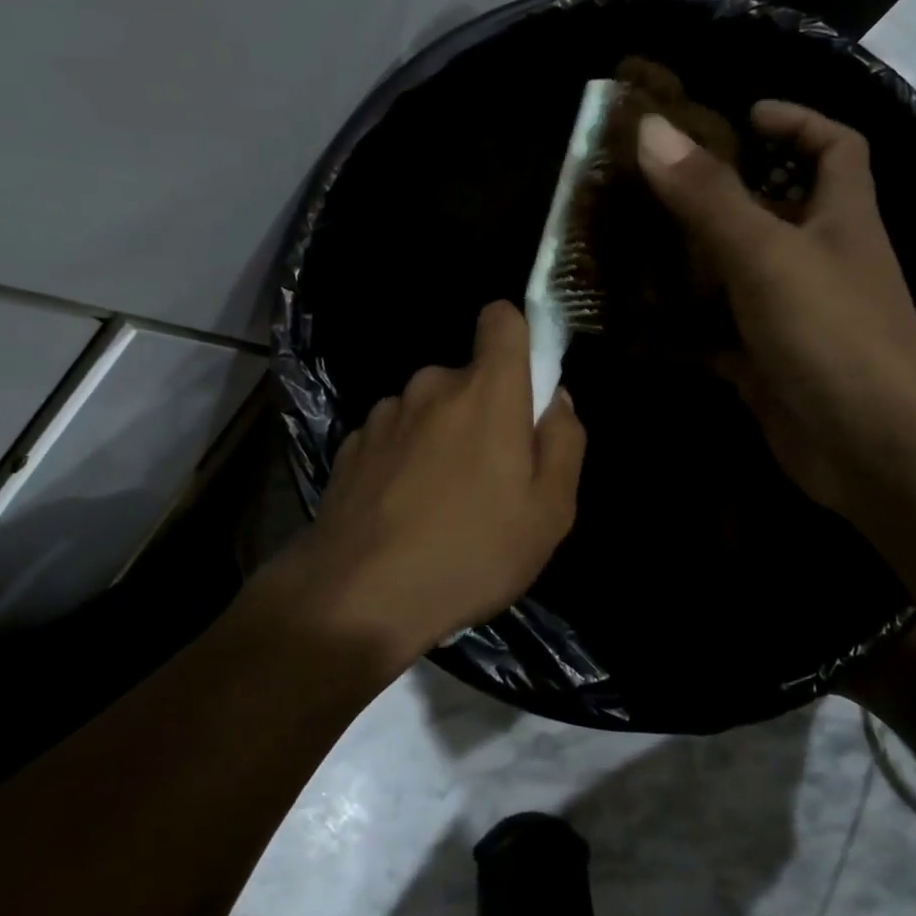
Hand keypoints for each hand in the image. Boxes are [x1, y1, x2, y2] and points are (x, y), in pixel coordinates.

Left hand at [258, 301, 585, 671]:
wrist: (357, 596)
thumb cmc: (470, 553)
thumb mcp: (550, 511)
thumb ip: (564, 440)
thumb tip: (555, 398)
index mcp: (486, 391)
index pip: (501, 318)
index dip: (518, 338)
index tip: (525, 383)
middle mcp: (431, 385)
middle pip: (469, 378)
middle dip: (484, 412)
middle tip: (490, 478)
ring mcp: (385, 414)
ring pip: (430, 409)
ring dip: (442, 438)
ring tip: (442, 503)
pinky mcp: (351, 444)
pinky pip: (395, 436)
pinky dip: (405, 459)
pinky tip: (402, 511)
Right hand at [636, 101, 915, 522]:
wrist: (874, 451)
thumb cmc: (834, 336)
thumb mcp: (767, 255)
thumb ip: (709, 196)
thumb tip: (651, 129)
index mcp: (840, 219)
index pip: (835, 148)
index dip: (797, 121)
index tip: (742, 115)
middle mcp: (820, 262)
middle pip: (773, 211)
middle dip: (721, 193)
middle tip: (655, 184)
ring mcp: (792, 317)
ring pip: (737, 275)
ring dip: (692, 261)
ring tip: (631, 243)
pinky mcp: (767, 365)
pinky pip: (717, 335)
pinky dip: (682, 329)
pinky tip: (636, 323)